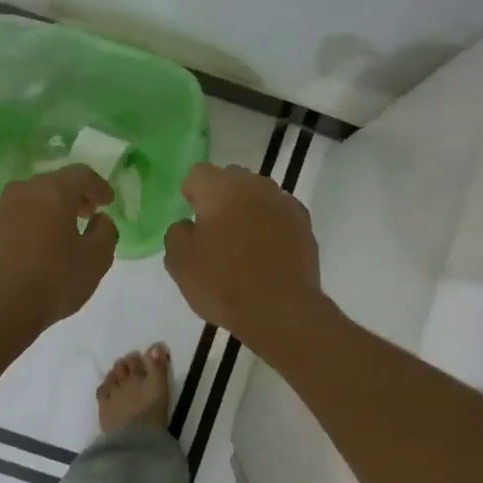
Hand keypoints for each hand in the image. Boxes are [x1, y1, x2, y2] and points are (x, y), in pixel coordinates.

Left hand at [0, 166, 117, 340]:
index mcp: (53, 192)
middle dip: (75, 197)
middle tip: (89, 214)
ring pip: (33, 200)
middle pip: (54, 184)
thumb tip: (99, 221)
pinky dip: (32, 225)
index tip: (108, 202)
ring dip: (51, 211)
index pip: (81, 174)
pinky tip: (38, 249)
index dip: (99, 186)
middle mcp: (23, 192)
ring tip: (64, 233)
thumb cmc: (52, 281)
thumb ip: (106, 233)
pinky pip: (16, 218)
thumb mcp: (96, 260)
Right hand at [163, 164, 322, 345]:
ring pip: (259, 195)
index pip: (199, 173)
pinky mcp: (304, 224)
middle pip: (233, 179)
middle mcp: (255, 186)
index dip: (192, 193)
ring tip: (243, 243)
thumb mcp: (180, 263)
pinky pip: (280, 215)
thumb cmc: (223, 283)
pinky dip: (271, 225)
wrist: (279, 309)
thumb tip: (188, 225)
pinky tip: (267, 252)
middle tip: (215, 230)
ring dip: (249, 210)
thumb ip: (177, 234)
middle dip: (222, 197)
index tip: (192, 218)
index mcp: (221, 188)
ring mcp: (284, 203)